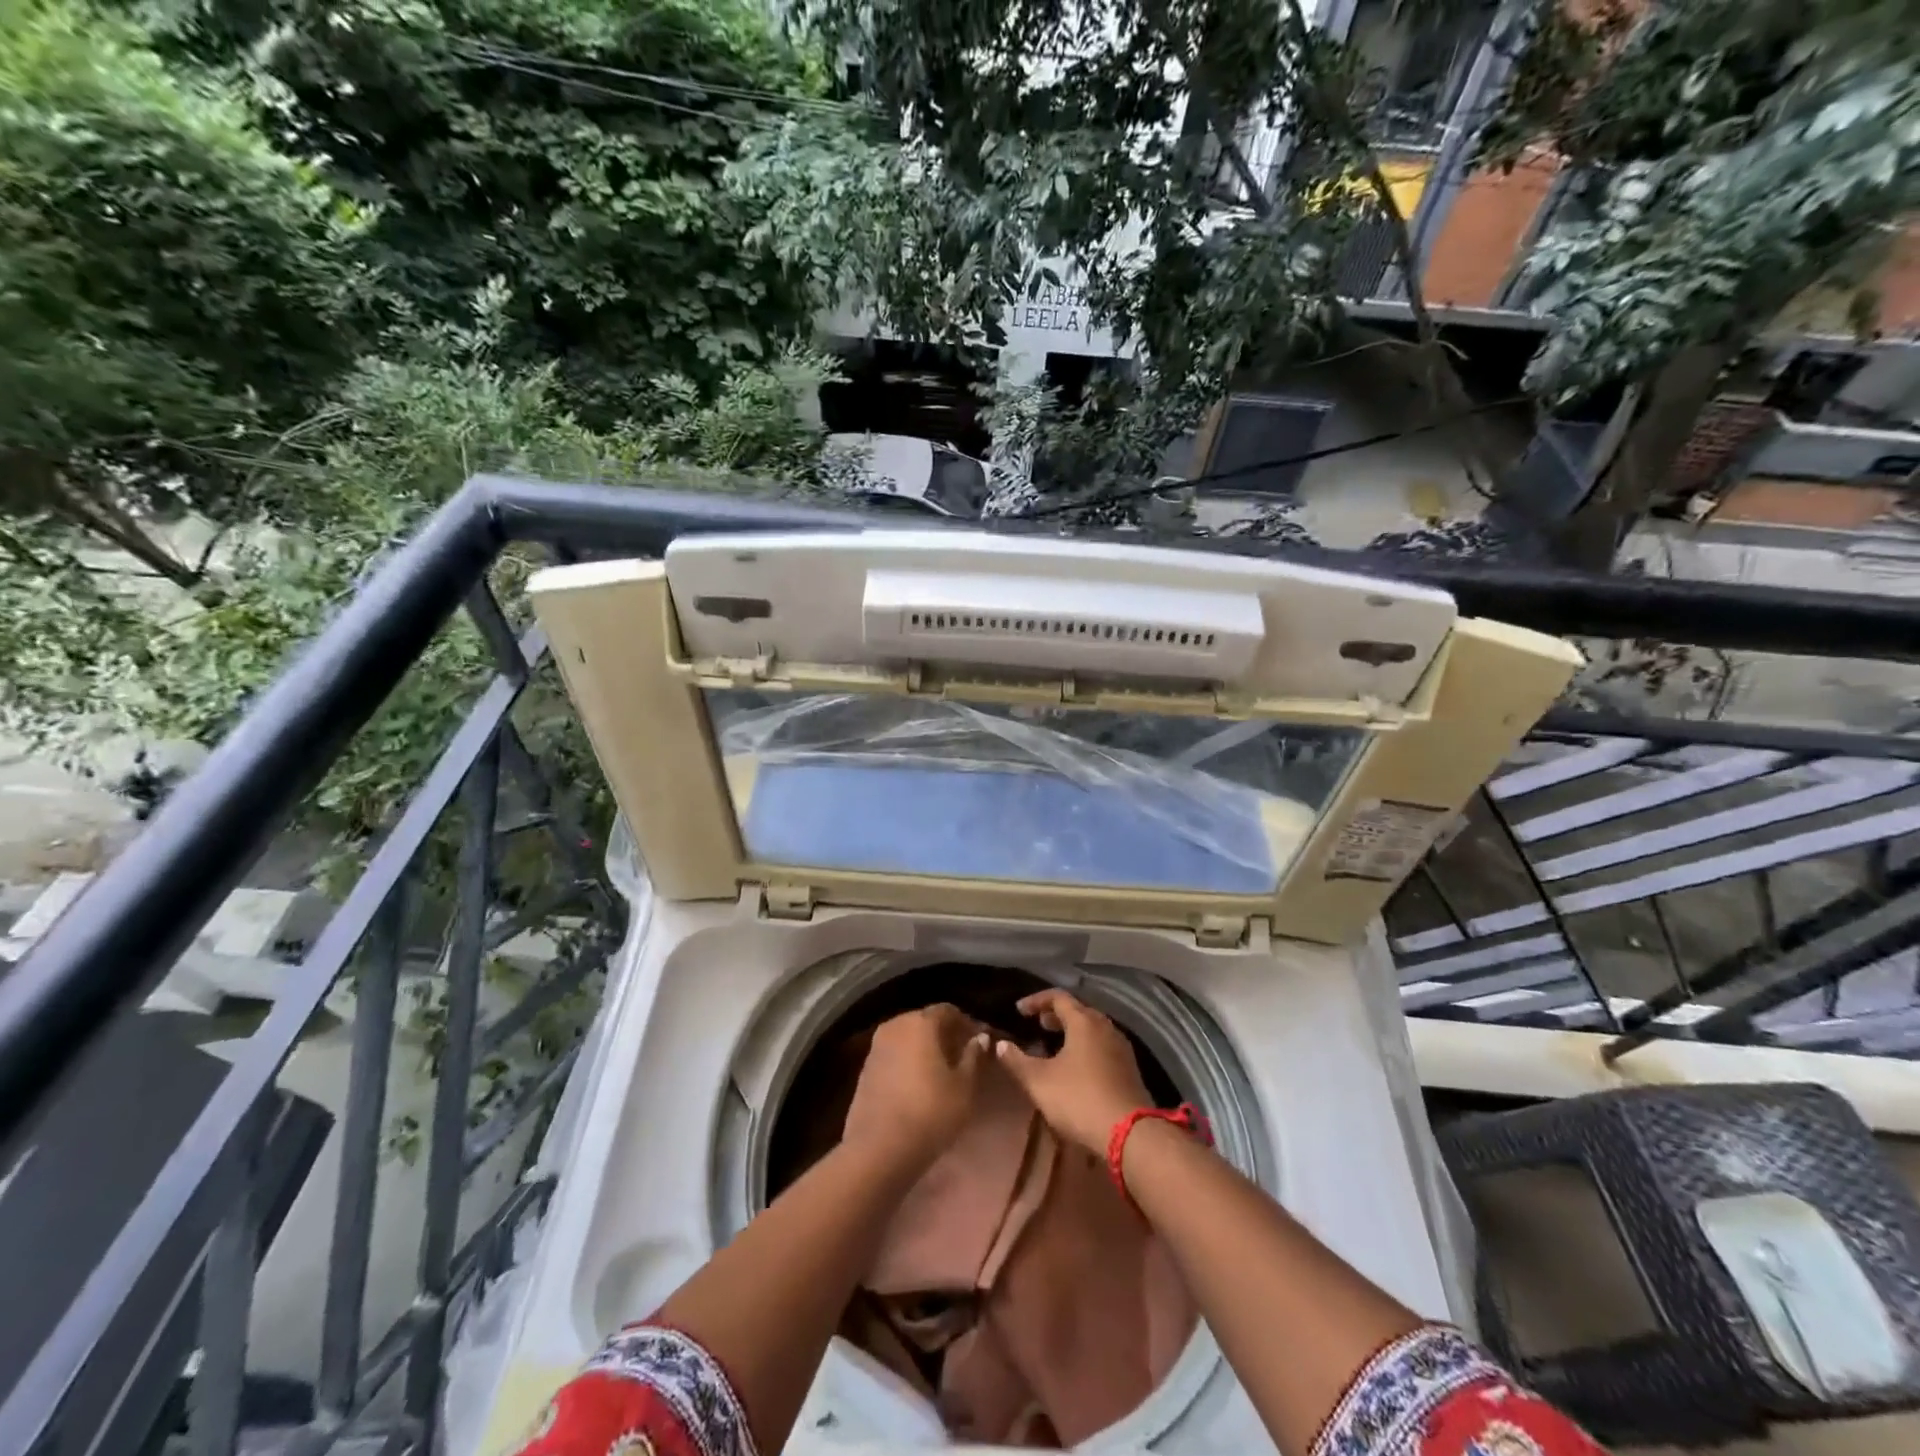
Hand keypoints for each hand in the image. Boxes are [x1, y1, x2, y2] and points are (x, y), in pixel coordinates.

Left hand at [842, 1004, 989, 1169]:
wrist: (879, 1149)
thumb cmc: (930, 1112)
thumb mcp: (964, 1087)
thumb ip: (973, 1057)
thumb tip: (979, 1039)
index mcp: (920, 1022)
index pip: (948, 1011)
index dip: (967, 1024)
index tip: (980, 1042)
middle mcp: (895, 1025)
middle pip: (925, 1021)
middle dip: (945, 1034)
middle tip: (963, 1055)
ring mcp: (876, 1046)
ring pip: (908, 1037)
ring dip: (925, 1048)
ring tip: (943, 1071)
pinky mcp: (865, 1068)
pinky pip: (894, 1054)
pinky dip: (909, 1061)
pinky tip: (919, 1083)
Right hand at [994, 989, 1151, 1156]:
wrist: (1130, 1133)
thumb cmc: (1079, 1099)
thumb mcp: (1039, 1081)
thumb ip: (1017, 1061)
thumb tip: (1000, 1045)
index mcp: (1084, 1022)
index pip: (1058, 997)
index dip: (1036, 1000)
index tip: (1019, 1010)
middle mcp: (1105, 1027)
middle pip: (1079, 1010)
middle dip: (1056, 1015)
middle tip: (1038, 1024)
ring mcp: (1121, 1048)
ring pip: (1093, 1029)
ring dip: (1072, 1031)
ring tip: (1055, 1045)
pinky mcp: (1130, 1069)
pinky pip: (1103, 1046)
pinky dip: (1086, 1047)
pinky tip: (1077, 1067)